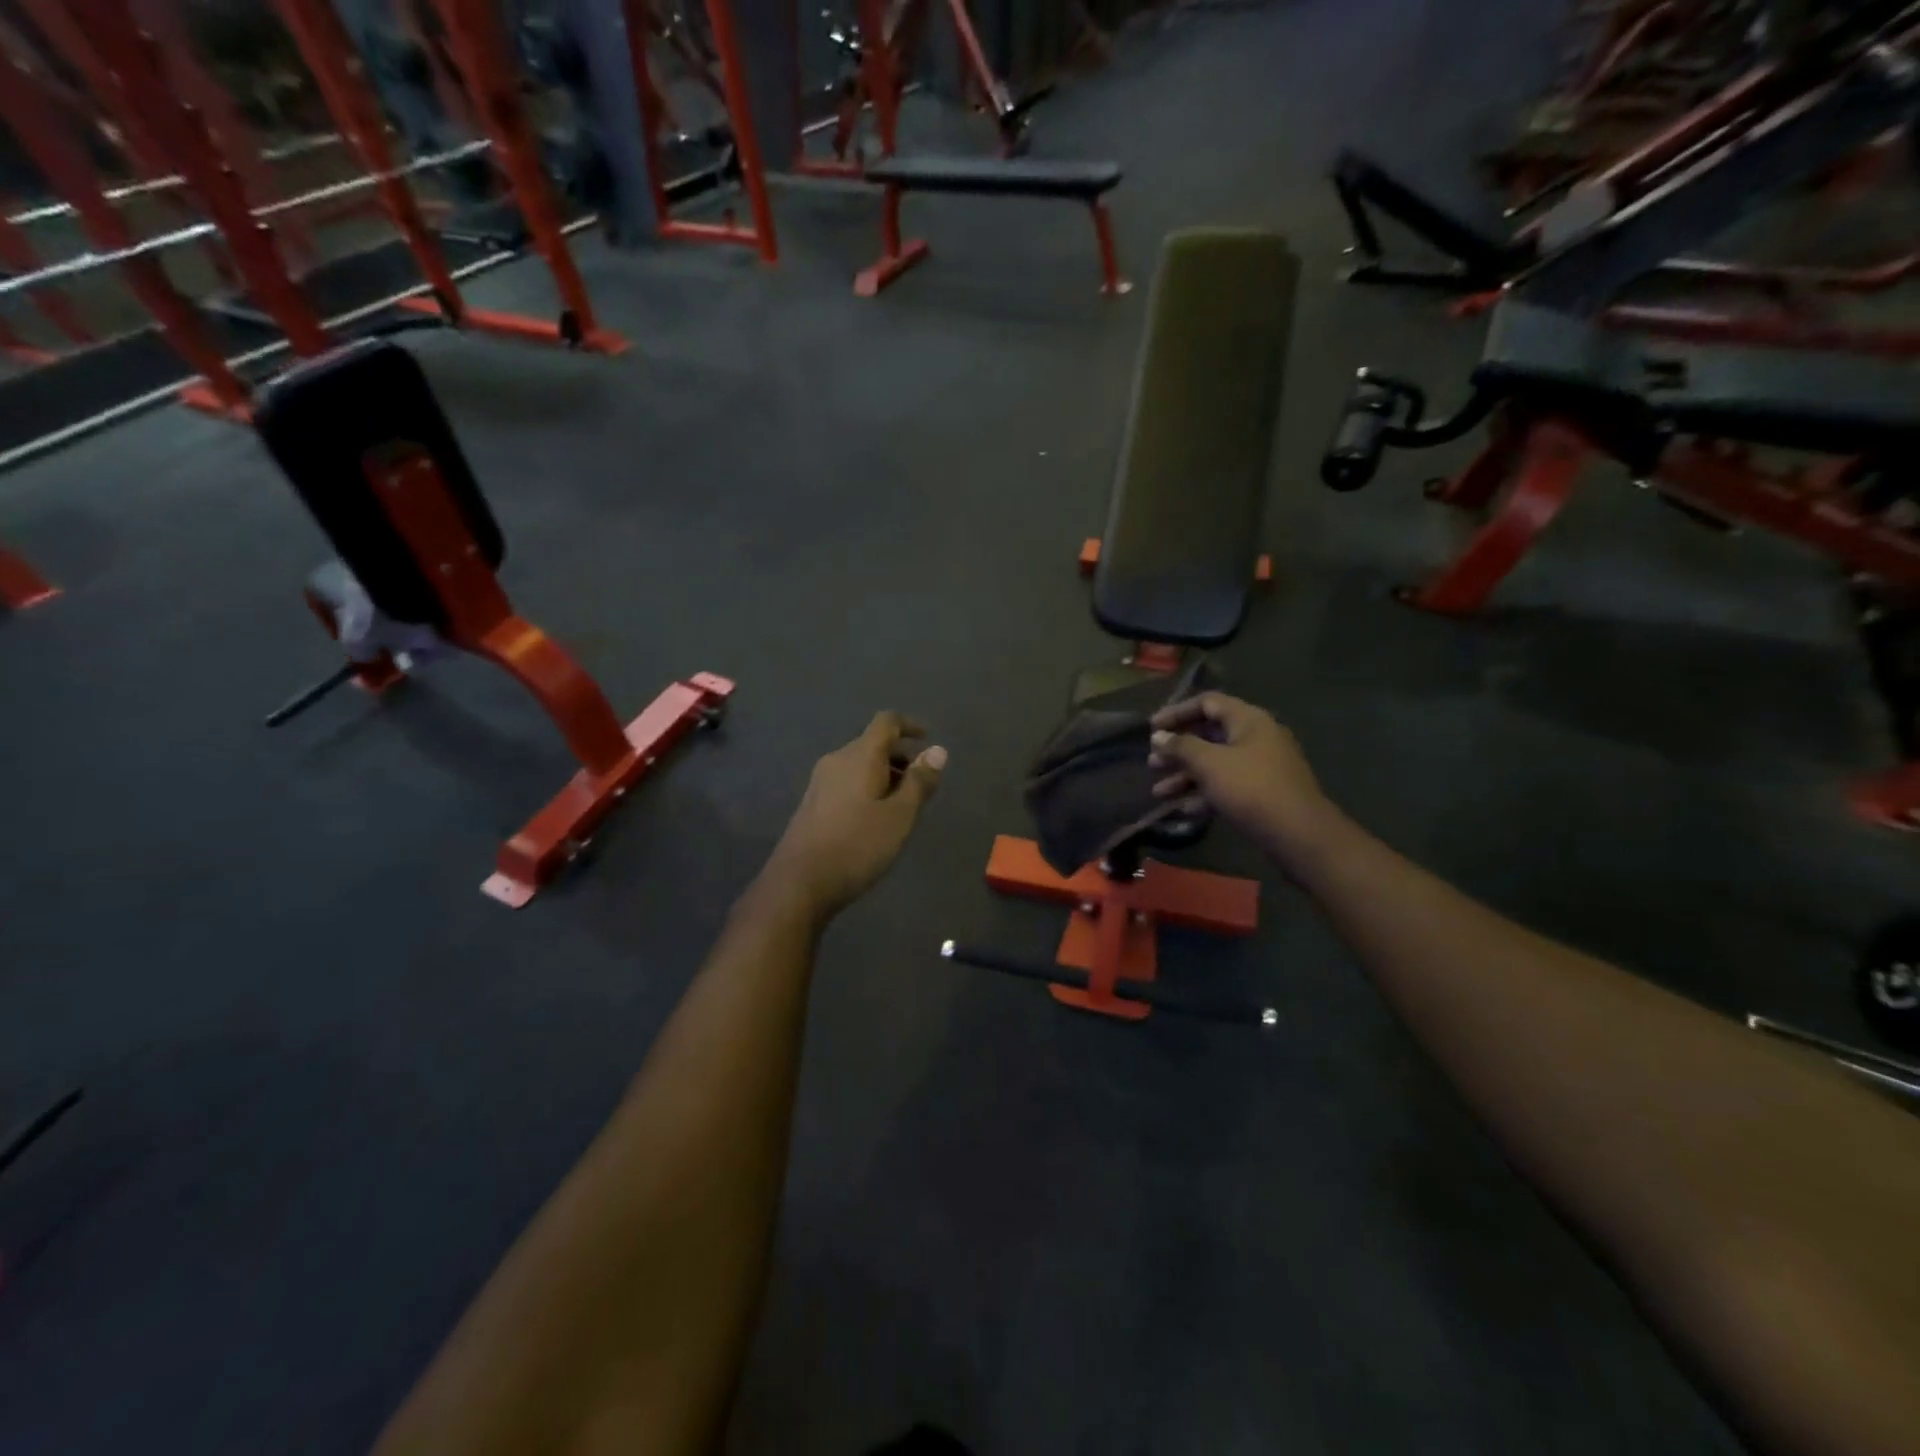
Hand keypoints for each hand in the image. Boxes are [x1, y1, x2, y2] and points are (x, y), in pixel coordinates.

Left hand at [762, 712, 945, 918]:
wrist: (799, 883)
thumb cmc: (857, 845)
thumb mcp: (899, 816)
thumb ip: (919, 782)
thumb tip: (937, 751)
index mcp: (859, 756)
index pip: (886, 722)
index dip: (910, 725)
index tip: (928, 740)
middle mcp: (837, 760)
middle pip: (872, 744)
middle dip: (900, 756)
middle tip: (923, 783)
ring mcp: (820, 782)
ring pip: (860, 765)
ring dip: (885, 774)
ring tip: (904, 805)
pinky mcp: (813, 804)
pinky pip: (847, 782)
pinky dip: (868, 788)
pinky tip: (876, 819)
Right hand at [1149, 693, 1336, 867]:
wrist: (1297, 833)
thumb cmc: (1250, 788)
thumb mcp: (1209, 763)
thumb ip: (1181, 746)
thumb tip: (1159, 736)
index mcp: (1248, 720)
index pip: (1207, 703)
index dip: (1177, 712)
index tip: (1151, 728)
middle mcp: (1256, 737)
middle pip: (1209, 735)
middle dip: (1178, 750)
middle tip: (1153, 763)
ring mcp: (1261, 766)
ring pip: (1215, 764)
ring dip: (1185, 776)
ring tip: (1159, 792)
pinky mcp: (1262, 793)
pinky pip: (1227, 786)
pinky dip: (1204, 794)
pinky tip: (1182, 810)